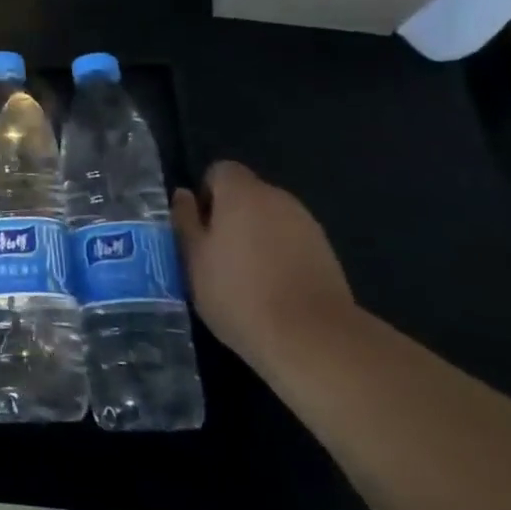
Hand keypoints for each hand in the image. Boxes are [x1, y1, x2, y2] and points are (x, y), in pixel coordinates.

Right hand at [172, 161, 354, 368]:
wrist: (313, 338)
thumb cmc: (239, 293)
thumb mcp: (194, 259)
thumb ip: (186, 221)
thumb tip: (183, 195)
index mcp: (242, 192)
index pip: (220, 170)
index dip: (206, 194)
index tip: (200, 228)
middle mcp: (277, 197)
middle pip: (248, 194)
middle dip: (231, 216)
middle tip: (216, 256)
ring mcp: (307, 225)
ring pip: (271, 219)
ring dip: (257, 236)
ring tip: (246, 277)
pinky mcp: (327, 253)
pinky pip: (292, 242)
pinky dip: (280, 255)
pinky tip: (274, 290)